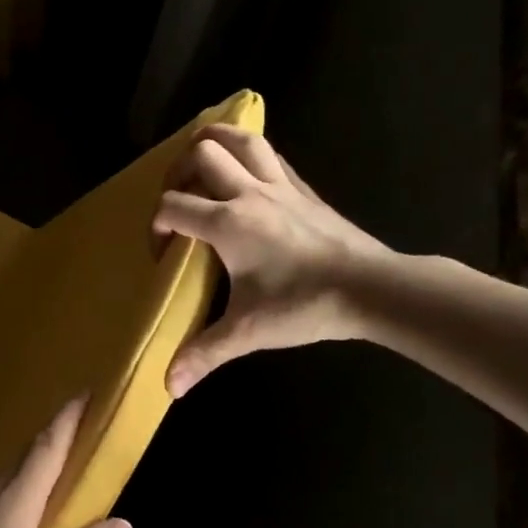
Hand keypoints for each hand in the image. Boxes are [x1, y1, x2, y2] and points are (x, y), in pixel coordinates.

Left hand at [0, 396, 131, 527]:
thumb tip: (121, 522)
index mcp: (11, 509)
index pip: (44, 452)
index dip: (66, 422)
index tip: (85, 394)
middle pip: (24, 461)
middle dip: (54, 441)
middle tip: (83, 434)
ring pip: (7, 483)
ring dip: (35, 470)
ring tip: (59, 475)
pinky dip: (18, 496)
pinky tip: (24, 521)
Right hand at [153, 124, 396, 394]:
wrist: (370, 288)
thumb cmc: (305, 305)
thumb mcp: (248, 332)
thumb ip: (204, 354)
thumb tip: (169, 388)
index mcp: (228, 223)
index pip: (173, 206)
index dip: (156, 226)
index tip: (162, 252)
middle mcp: (249, 193)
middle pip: (202, 153)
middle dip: (177, 171)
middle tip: (176, 200)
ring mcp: (280, 186)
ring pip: (241, 139)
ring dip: (214, 142)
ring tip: (200, 162)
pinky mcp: (304, 189)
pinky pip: (271, 154)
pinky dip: (249, 154)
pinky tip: (246, 173)